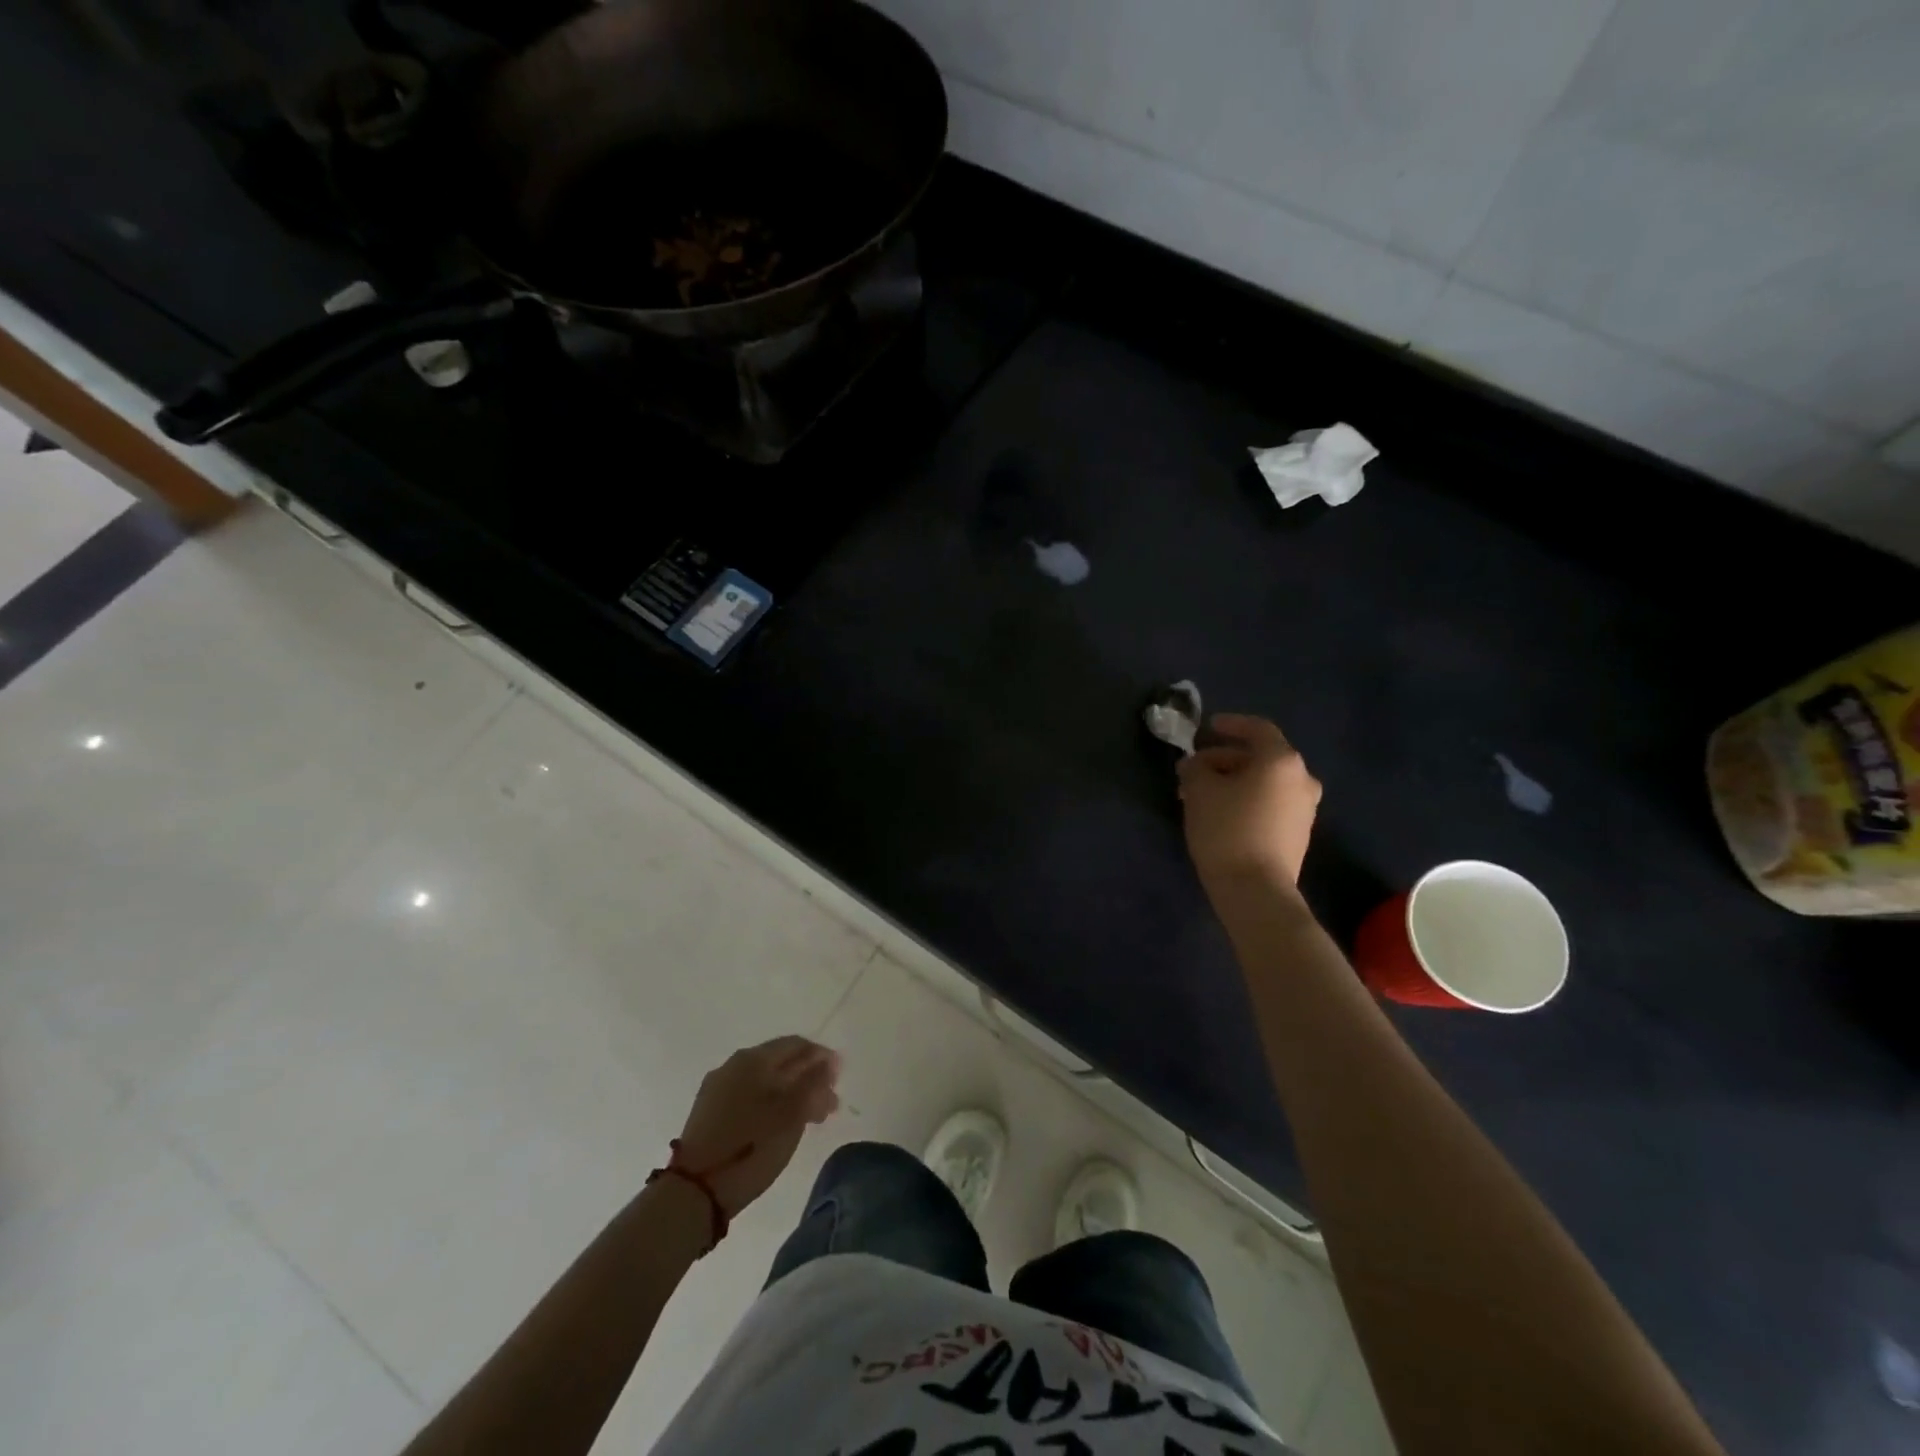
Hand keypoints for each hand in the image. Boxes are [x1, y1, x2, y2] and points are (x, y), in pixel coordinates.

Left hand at [674, 1037, 841, 1216]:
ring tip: (809, 1119)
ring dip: (791, 1093)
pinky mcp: (708, 1112)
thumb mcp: (793, 1113)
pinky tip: (779, 1125)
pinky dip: (770, 1104)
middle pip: (780, 1062)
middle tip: (828, 1105)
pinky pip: (748, 1096)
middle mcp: (734, 1064)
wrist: (695, 1192)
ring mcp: (718, 1088)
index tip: (839, 1080)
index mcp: (754, 1058)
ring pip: (764, 1081)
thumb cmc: (752, 1147)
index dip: (822, 1058)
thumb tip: (829, 1060)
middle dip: (808, 1078)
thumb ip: (814, 1082)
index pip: (797, 1044)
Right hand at [1177, 713, 1321, 892]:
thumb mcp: (1199, 790)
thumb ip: (1195, 766)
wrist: (1256, 890)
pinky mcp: (1298, 833)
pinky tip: (1220, 813)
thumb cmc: (1227, 830)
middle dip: (1223, 759)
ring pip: (1264, 782)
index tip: (1206, 728)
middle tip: (1193, 769)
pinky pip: (1270, 803)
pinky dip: (1246, 799)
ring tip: (1200, 794)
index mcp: (1281, 760)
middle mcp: (1301, 779)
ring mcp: (1305, 808)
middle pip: (1260, 757)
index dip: (1230, 724)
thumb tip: (1196, 764)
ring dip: (1233, 781)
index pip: (1257, 729)